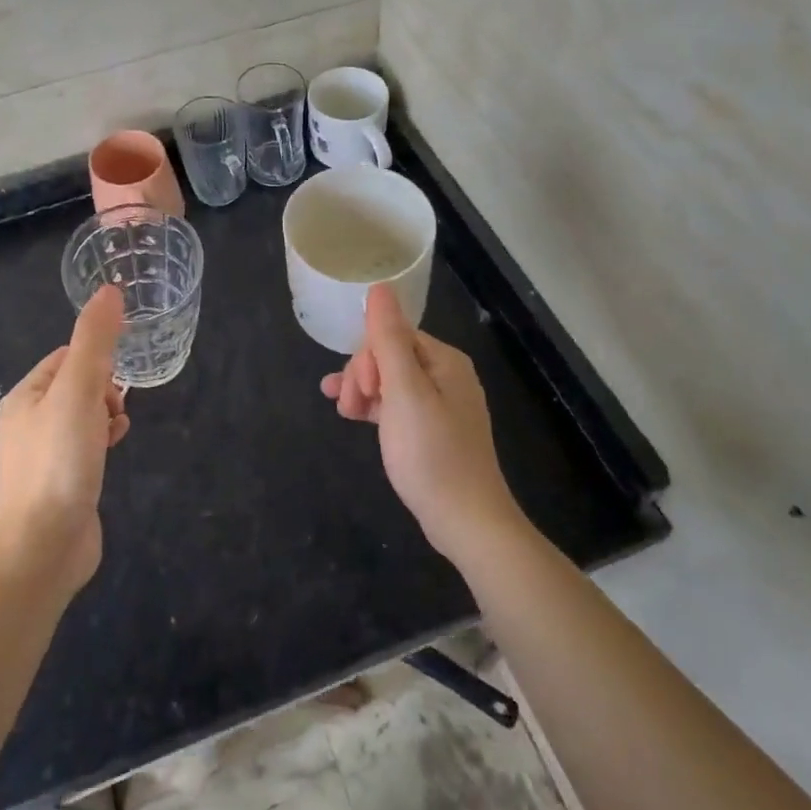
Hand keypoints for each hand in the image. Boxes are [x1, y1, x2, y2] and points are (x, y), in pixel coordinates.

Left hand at [0, 285, 130, 594]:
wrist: (42, 547)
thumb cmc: (58, 461)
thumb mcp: (79, 391)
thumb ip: (95, 340)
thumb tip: (110, 289)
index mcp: (25, 396)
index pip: (68, 355)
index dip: (97, 361)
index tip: (114, 380)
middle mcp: (29, 421)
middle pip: (78, 384)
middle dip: (105, 390)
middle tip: (112, 411)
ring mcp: (43, 454)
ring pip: (85, 415)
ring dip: (107, 415)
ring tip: (114, 433)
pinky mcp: (60, 481)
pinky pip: (86, 445)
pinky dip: (103, 442)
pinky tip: (113, 453)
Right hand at [322, 285, 522, 562]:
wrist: (466, 522)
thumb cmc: (432, 453)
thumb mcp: (404, 391)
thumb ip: (388, 338)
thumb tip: (379, 287)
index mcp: (443, 360)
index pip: (392, 336)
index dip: (366, 358)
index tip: (356, 390)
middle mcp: (446, 375)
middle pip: (390, 356)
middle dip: (362, 375)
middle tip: (347, 407)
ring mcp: (441, 404)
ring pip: (390, 381)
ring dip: (363, 390)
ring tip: (343, 413)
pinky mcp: (433, 431)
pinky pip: (397, 405)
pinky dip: (375, 408)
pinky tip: (354, 417)